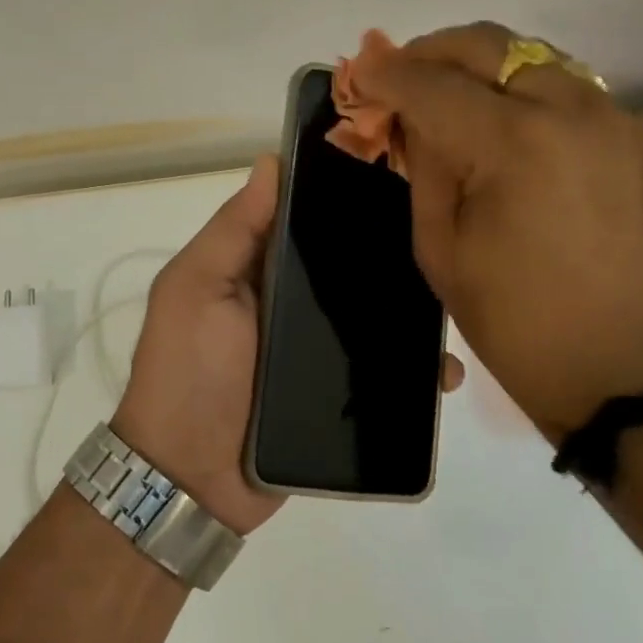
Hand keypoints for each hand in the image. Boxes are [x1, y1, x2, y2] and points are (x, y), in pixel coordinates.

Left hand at [114, 156, 468, 535]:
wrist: (191, 480)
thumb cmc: (187, 371)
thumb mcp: (194, 290)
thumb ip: (232, 231)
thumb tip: (271, 162)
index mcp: (256, 270)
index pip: (305, 220)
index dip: (340, 194)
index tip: (395, 169)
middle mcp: (291, 304)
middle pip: (347, 269)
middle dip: (388, 254)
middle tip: (444, 237)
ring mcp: (318, 352)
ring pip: (373, 319)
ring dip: (409, 312)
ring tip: (454, 301)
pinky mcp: (340, 395)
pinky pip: (384, 374)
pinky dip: (412, 370)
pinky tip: (443, 369)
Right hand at [358, 22, 642, 441]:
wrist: (623, 373)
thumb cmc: (513, 321)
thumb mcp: (441, 247)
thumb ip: (424, 166)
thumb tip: (412, 117)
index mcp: (515, 143)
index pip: (433, 85)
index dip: (388, 74)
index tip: (360, 72)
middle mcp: (573, 110)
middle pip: (490, 45)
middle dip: (435, 51)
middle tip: (403, 73)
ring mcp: (616, 120)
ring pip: (535, 59)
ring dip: (483, 68)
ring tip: (449, 96)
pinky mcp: (639, 140)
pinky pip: (571, 92)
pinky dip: (526, 93)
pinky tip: (505, 126)